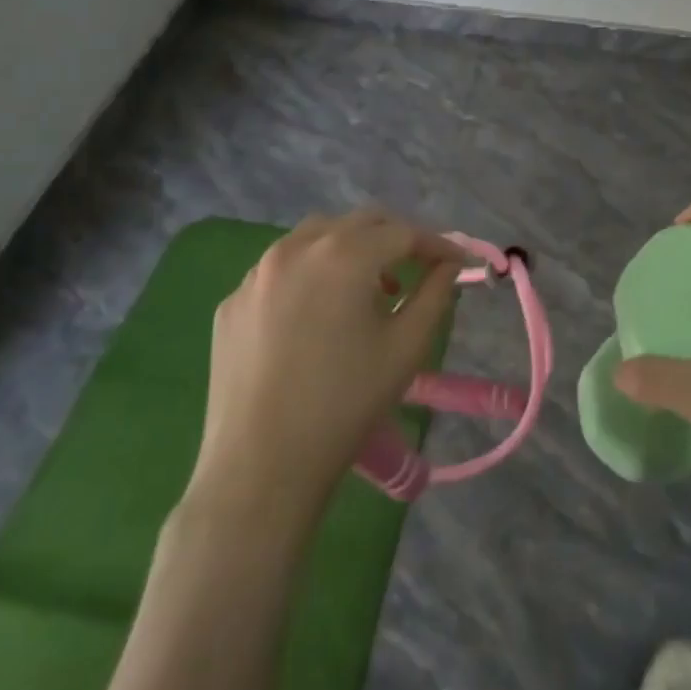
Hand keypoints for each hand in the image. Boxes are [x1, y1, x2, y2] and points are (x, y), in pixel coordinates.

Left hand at [188, 208, 462, 527]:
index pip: (402, 232)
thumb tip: (447, 266)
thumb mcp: (407, 347)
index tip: (458, 263)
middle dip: (395, 238)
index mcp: (343, 255)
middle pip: (358, 223)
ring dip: (351, 249)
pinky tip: (318, 315)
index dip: (436, 244)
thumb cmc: (346, 404)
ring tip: (368, 289)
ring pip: (315, 237)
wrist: (261, 467)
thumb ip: (435, 294)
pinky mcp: (232, 302)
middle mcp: (295, 249)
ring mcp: (256, 273)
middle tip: (418, 269)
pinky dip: (311, 274)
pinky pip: (281, 270)